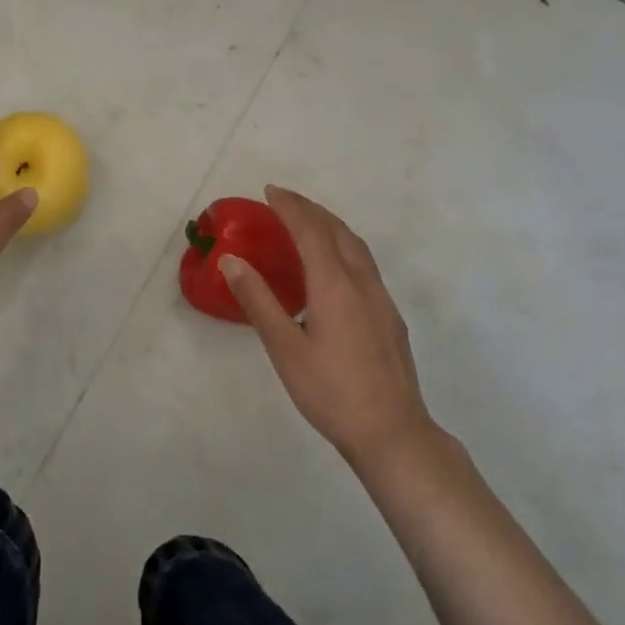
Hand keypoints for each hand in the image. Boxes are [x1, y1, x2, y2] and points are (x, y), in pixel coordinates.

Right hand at [220, 186, 441, 469]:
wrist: (393, 433)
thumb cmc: (331, 392)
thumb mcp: (284, 348)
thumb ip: (258, 301)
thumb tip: (232, 260)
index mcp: (334, 285)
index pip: (310, 231)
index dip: (290, 207)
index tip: (270, 191)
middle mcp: (361, 282)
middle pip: (337, 231)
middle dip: (310, 208)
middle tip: (283, 199)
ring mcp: (381, 299)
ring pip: (356, 245)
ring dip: (330, 224)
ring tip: (307, 220)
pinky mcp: (389, 316)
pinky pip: (364, 263)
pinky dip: (343, 245)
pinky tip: (334, 264)